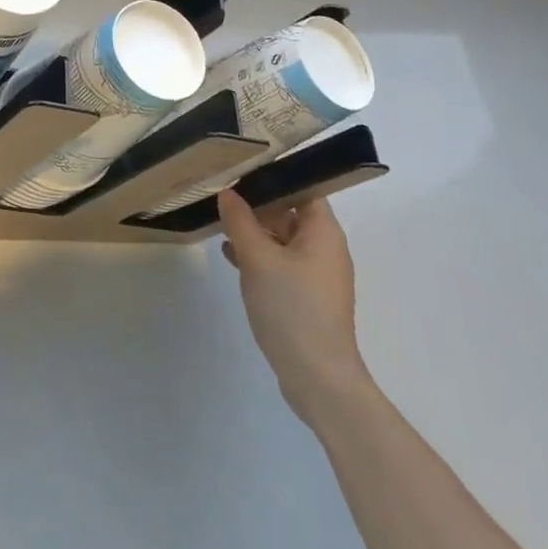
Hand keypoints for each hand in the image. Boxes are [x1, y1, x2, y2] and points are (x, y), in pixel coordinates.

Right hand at [218, 190, 367, 418]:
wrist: (318, 378)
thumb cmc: (291, 307)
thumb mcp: (257, 258)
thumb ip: (239, 221)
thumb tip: (228, 193)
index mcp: (323, 231)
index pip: (303, 188)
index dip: (274, 177)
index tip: (242, 171)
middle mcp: (326, 248)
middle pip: (291, 213)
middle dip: (258, 205)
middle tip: (223, 198)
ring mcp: (318, 275)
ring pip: (284, 240)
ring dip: (255, 232)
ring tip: (221, 225)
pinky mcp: (308, 297)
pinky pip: (282, 264)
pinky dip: (260, 257)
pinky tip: (231, 257)